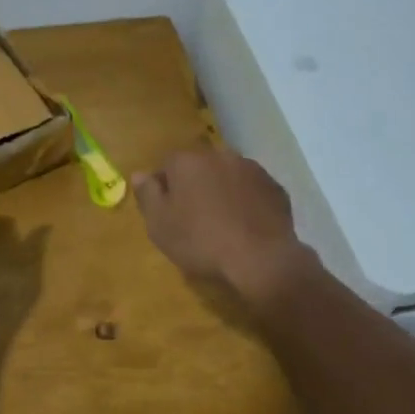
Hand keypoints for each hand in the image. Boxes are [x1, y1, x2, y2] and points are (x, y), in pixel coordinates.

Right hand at [132, 147, 314, 305]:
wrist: (260, 258)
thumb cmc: (200, 241)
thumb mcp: (160, 224)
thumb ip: (147, 195)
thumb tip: (139, 174)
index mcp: (187, 161)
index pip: (167, 165)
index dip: (164, 188)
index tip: (166, 211)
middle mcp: (219, 155)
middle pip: (199, 167)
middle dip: (194, 185)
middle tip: (192, 217)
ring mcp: (251, 169)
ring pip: (227, 175)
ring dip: (221, 191)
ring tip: (221, 222)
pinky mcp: (274, 187)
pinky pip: (251, 190)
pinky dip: (245, 201)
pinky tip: (245, 226)